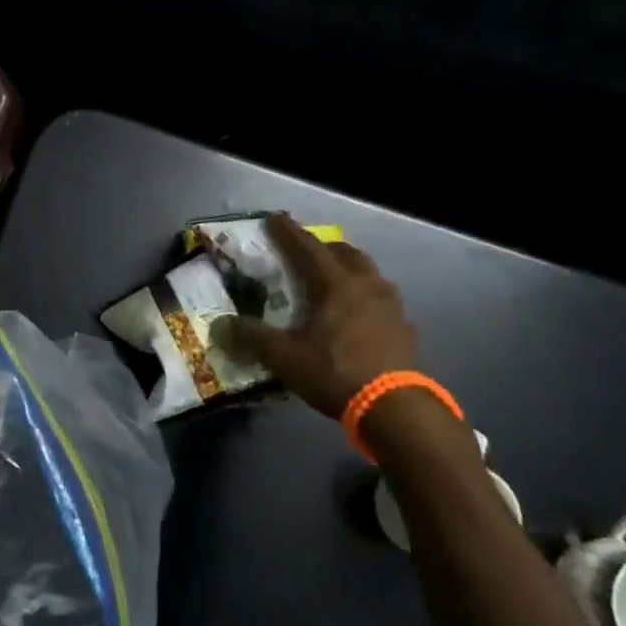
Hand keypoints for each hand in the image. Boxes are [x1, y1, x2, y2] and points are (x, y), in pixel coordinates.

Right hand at [213, 213, 419, 417]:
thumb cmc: (335, 372)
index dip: (287, 232)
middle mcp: (365, 284)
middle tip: (306, 251)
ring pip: (367, 273)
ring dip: (348, 269)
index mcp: (334, 284)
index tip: (274, 217)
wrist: (394, 407)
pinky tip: (357, 316)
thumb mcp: (284, 357)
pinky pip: (381, 300)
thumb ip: (251, 337)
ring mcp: (390, 305)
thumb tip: (221, 325)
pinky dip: (365, 297)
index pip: (306, 247)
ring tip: (332, 280)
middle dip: (323, 247)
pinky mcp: (404, 327)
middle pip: (344, 252)